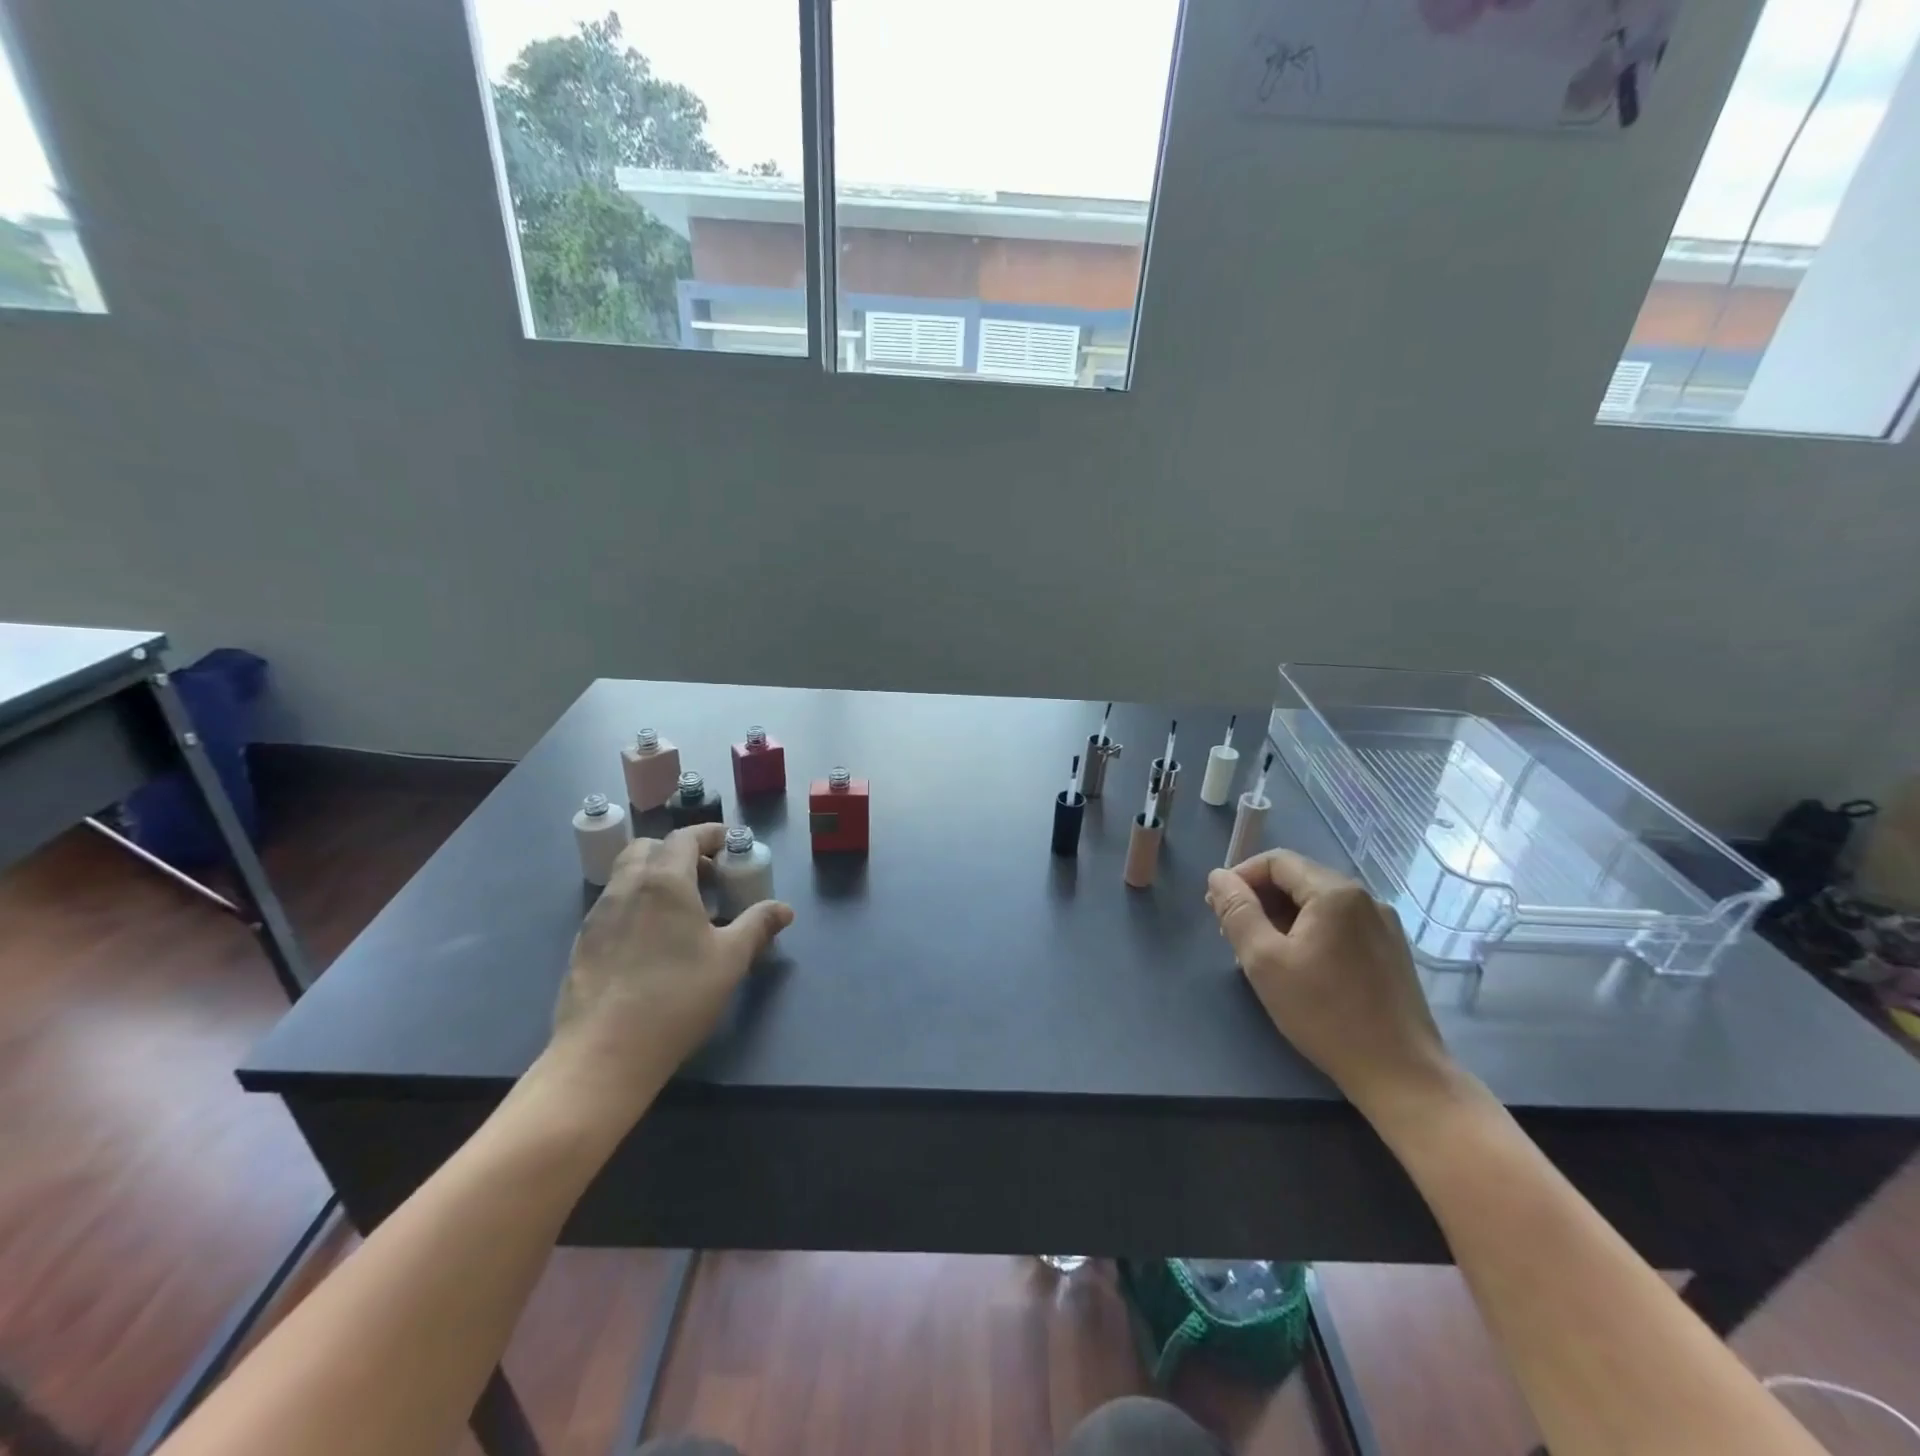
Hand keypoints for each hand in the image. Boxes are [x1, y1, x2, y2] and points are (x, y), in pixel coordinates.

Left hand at [546, 824, 792, 1122]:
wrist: (604, 1053)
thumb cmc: (676, 997)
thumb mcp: (730, 959)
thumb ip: (757, 926)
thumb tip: (783, 910)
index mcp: (664, 881)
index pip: (685, 838)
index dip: (710, 835)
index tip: (729, 843)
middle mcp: (626, 887)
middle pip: (648, 848)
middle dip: (678, 852)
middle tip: (706, 877)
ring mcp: (598, 915)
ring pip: (626, 875)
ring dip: (655, 876)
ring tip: (682, 910)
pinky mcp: (582, 943)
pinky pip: (613, 905)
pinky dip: (636, 903)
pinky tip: (652, 940)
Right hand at [1206, 850, 1454, 1115]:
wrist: (1400, 1073)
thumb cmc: (1324, 1013)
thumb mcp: (1264, 961)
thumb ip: (1237, 911)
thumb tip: (1218, 877)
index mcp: (1335, 892)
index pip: (1276, 862)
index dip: (1240, 878)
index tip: (1217, 909)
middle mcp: (1364, 897)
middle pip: (1298, 880)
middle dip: (1259, 900)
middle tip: (1232, 935)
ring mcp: (1383, 924)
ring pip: (1318, 904)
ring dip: (1282, 918)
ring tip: (1261, 954)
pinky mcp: (1390, 950)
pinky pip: (1339, 925)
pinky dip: (1309, 933)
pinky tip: (1298, 967)